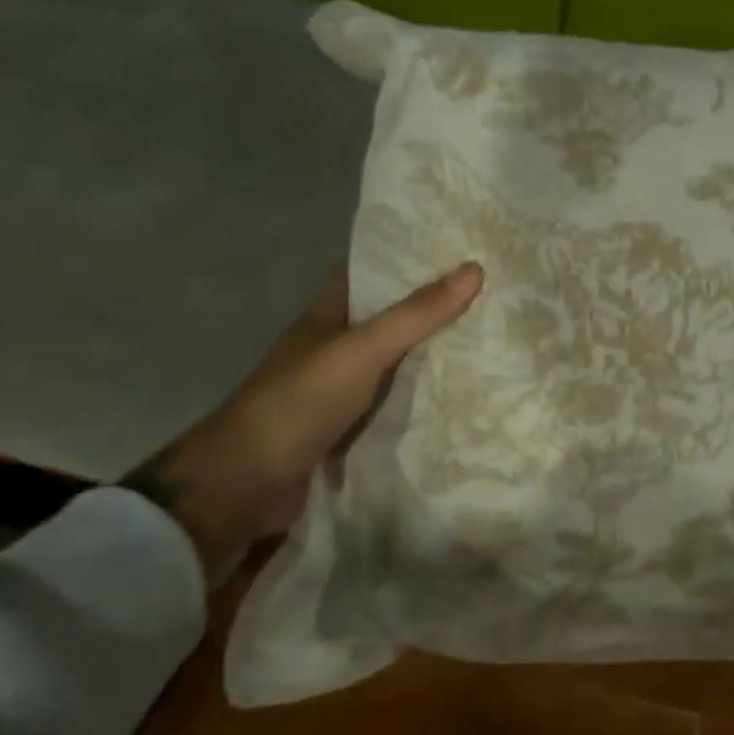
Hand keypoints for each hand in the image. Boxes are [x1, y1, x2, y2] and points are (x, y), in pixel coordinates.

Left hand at [122, 261, 483, 578]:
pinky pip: (392, 403)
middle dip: (428, 307)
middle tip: (486, 295)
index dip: (402, 258)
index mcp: (326, 316)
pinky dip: (420, 398)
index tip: (451, 249)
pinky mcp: (346, 427)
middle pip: (385, 317)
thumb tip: (475, 268)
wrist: (246, 485)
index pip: (365, 273)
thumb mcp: (362, 350)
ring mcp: (338, 390)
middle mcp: (332, 347)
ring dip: (429, 355)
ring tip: (487, 339)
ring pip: (392, 362)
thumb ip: (416, 314)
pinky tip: (459, 395)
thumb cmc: (299, 402)